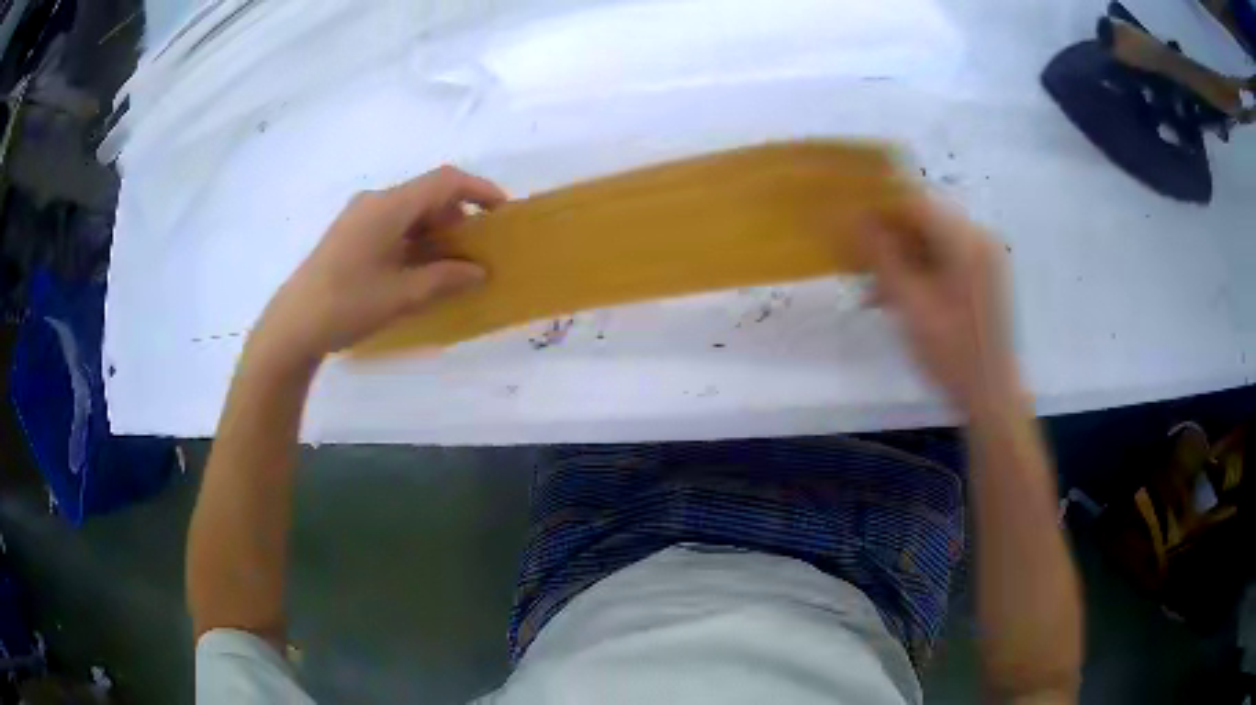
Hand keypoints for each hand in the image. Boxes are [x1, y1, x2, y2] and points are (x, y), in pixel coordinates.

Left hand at [255, 166, 506, 362]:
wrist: (292, 325)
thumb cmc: (347, 306)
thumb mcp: (402, 296)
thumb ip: (445, 278)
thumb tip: (479, 271)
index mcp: (388, 206)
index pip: (444, 181)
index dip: (478, 190)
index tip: (502, 212)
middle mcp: (374, 201)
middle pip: (427, 194)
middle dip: (458, 216)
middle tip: (476, 250)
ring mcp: (359, 215)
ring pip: (410, 209)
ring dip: (435, 230)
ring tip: (450, 264)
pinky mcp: (349, 232)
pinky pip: (392, 222)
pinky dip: (414, 237)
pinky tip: (418, 267)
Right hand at [861, 198, 1018, 414]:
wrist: (992, 396)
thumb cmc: (952, 353)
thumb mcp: (911, 304)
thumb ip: (881, 256)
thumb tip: (853, 218)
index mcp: (967, 240)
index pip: (916, 203)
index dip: (879, 209)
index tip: (849, 226)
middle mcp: (979, 240)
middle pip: (925, 222)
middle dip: (889, 239)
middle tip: (858, 261)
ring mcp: (984, 259)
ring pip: (932, 243)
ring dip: (901, 259)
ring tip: (874, 288)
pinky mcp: (983, 278)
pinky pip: (945, 260)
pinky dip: (920, 272)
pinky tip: (898, 296)